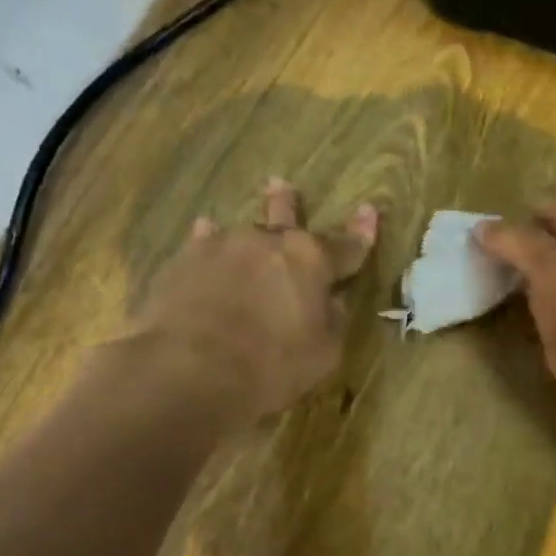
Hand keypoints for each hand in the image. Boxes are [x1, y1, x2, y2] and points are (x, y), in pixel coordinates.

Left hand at [134, 179, 378, 419]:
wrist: (189, 370)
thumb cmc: (270, 367)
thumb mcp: (323, 354)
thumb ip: (331, 321)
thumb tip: (332, 301)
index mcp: (311, 261)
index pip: (347, 246)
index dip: (361, 232)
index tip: (369, 210)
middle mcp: (269, 242)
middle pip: (285, 219)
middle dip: (288, 204)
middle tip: (282, 185)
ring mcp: (224, 246)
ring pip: (242, 232)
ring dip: (246, 233)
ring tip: (231, 221)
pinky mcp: (185, 260)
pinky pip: (203, 242)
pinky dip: (207, 241)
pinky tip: (202, 232)